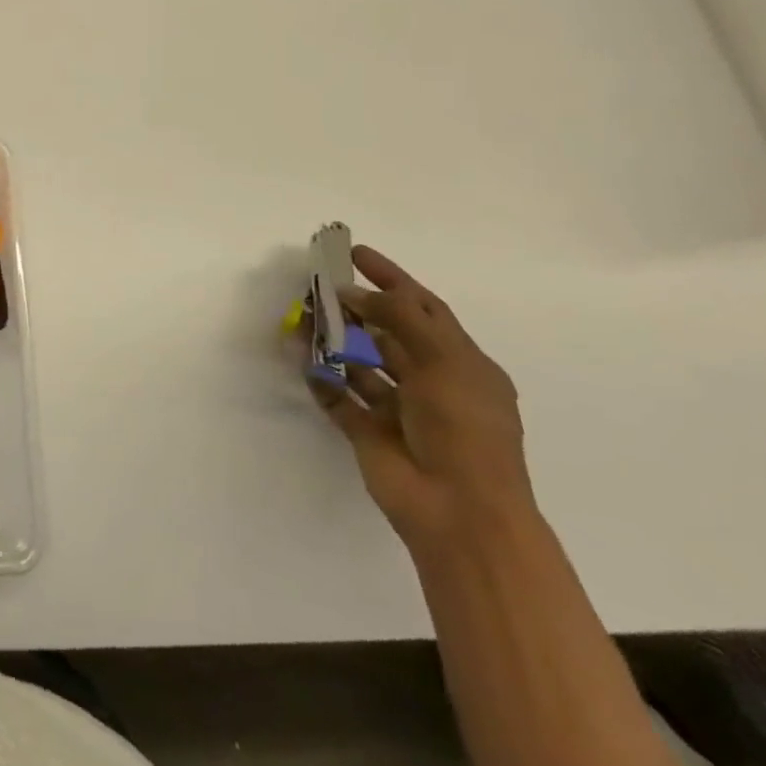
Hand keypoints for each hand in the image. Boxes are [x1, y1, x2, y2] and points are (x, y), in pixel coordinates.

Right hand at [310, 245, 534, 551]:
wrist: (459, 511)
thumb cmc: (464, 430)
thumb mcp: (443, 361)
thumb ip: (398, 317)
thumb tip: (352, 291)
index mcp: (461, 364)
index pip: (423, 309)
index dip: (392, 278)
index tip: (355, 253)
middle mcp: (430, 382)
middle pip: (386, 332)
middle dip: (354, 307)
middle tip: (317, 285)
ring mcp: (398, 409)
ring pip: (358, 362)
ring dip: (333, 339)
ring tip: (301, 317)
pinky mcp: (368, 432)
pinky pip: (338, 397)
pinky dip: (320, 378)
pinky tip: (302, 359)